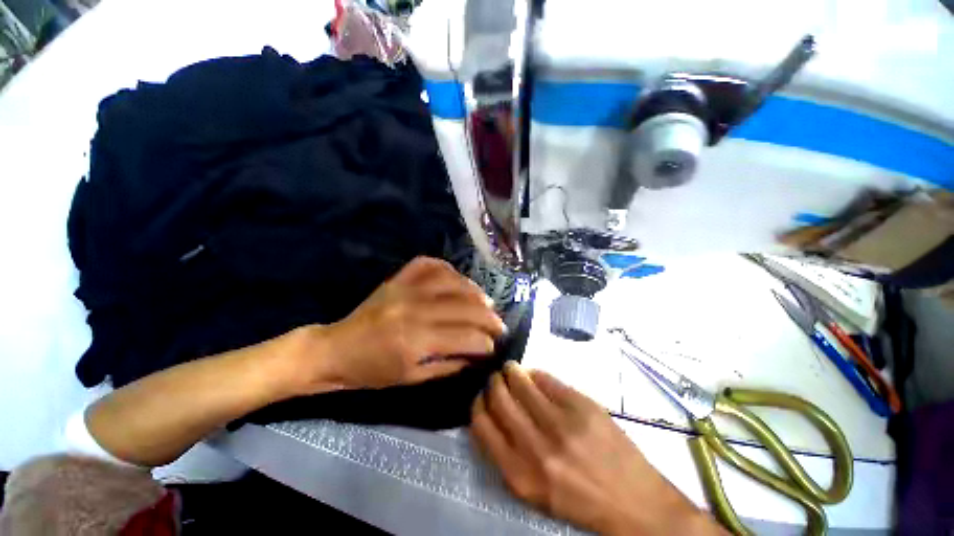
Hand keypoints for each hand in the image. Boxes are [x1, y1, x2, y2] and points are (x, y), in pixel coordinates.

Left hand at [296, 256, 505, 392]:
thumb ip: (448, 366)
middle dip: (488, 317)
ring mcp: (405, 289)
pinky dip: (447, 268)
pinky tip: (457, 278)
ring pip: (451, 281)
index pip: (464, 337)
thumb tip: (476, 355)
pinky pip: (428, 264)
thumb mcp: (412, 378)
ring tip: (486, 302)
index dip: (484, 343)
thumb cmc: (372, 372)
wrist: (335, 349)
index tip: (494, 347)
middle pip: (464, 307)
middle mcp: (414, 309)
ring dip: (474, 291)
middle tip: (499, 324)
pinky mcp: (397, 279)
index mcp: (414, 341)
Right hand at [471, 362, 724, 535]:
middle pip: (499, 397)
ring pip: (520, 380)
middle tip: (497, 378)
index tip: (482, 396)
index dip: (478, 404)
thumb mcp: (533, 491)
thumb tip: (492, 411)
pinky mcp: (582, 405)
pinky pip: (546, 377)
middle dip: (493, 382)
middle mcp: (536, 447)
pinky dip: (535, 373)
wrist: (635, 503)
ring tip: (512, 369)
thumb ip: (507, 453)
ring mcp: (561, 422)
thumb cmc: (579, 500)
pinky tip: (535, 376)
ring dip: (511, 370)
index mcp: (520, 474)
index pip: (482, 424)